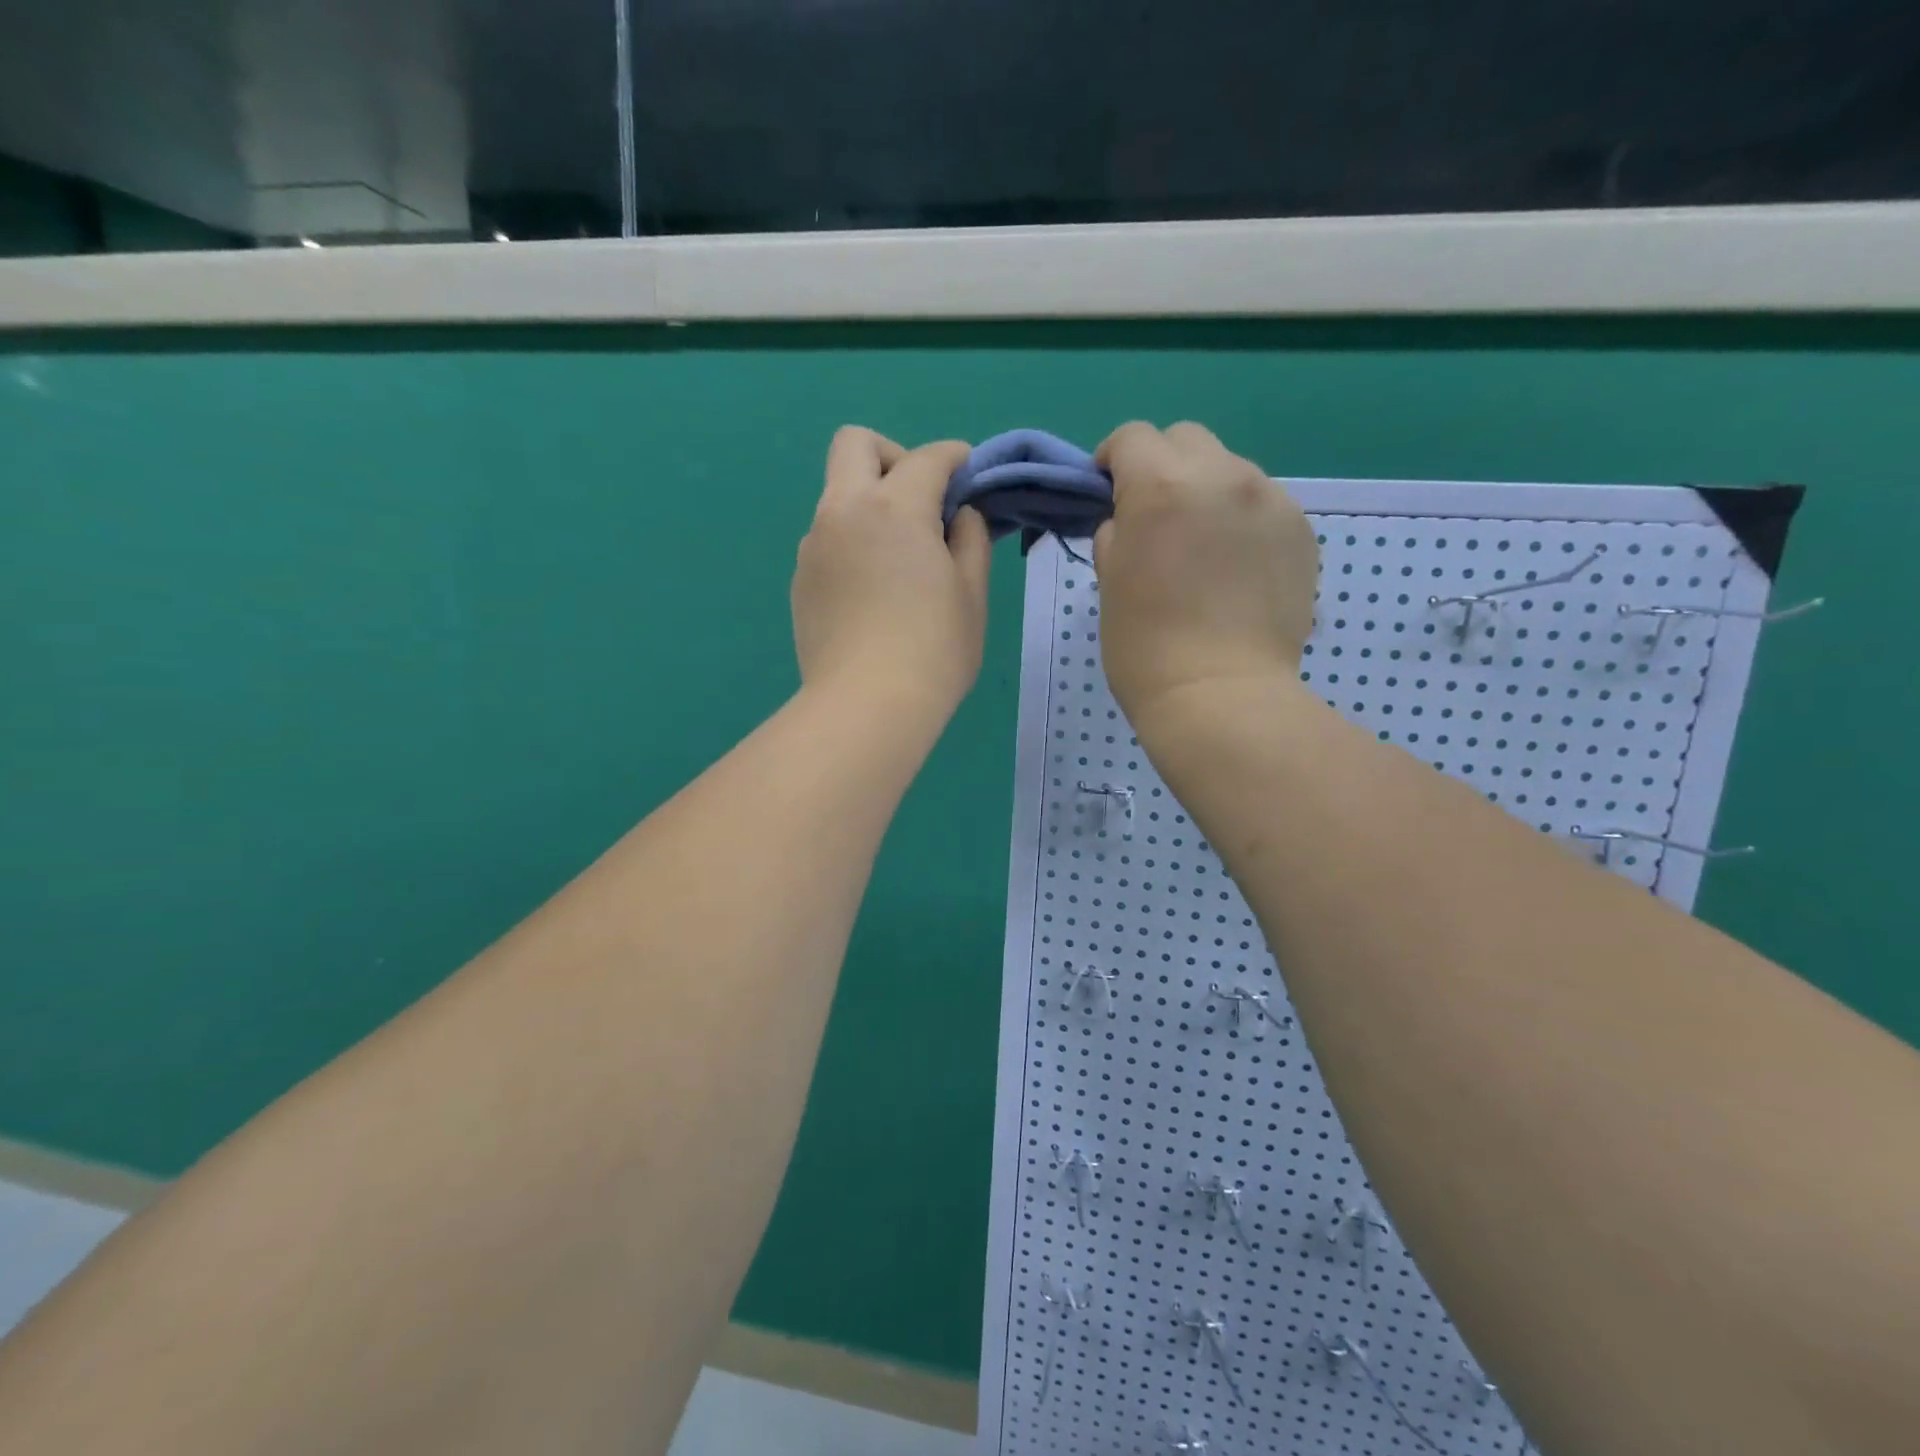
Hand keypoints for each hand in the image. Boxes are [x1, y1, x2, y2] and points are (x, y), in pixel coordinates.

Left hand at [792, 427, 989, 722]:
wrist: (865, 706)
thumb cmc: (933, 650)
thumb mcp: (972, 593)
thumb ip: (969, 538)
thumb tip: (957, 515)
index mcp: (893, 507)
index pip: (927, 458)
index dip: (955, 458)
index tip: (969, 475)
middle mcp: (843, 511)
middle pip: (855, 444)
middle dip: (893, 456)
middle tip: (920, 501)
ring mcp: (813, 546)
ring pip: (838, 495)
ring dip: (870, 504)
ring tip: (900, 559)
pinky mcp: (800, 580)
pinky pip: (828, 539)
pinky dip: (853, 542)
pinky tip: (873, 591)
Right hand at [1093, 421, 1318, 729]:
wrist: (1222, 697)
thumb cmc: (1146, 648)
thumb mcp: (1109, 585)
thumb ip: (1116, 535)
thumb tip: (1128, 522)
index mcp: (1161, 486)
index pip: (1132, 437)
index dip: (1113, 459)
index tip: (1107, 491)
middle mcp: (1222, 475)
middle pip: (1186, 439)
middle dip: (1163, 466)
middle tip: (1155, 516)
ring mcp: (1270, 500)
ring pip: (1230, 469)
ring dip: (1207, 492)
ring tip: (1202, 547)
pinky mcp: (1301, 530)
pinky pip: (1263, 504)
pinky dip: (1242, 521)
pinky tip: (1236, 569)